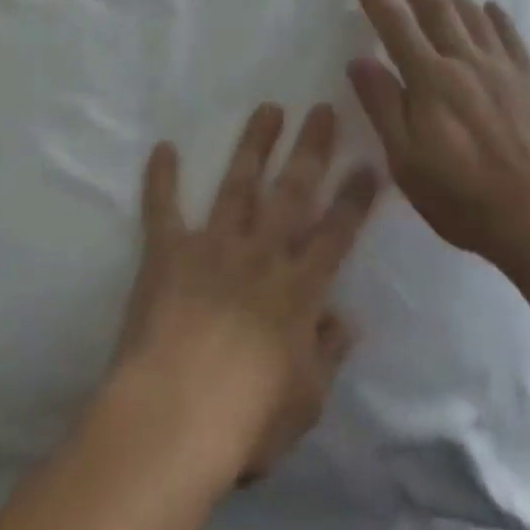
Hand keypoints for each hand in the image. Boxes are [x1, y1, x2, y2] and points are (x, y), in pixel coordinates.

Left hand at [109, 104, 380, 487]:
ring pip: (239, 183)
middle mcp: (262, 253)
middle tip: (322, 109)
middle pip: (293, 190)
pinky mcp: (168, 253)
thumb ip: (328, 355)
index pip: (337, 232)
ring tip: (268, 109)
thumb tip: (345, 320)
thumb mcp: (307, 401)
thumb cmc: (247, 421)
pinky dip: (161, 178)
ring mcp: (214, 246)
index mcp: (299, 288)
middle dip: (311, 148)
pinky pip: (162, 209)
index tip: (369, 164)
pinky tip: (162, 147)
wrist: (173, 418)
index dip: (355, 198)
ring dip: (254, 144)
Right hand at [348, 0, 529, 263]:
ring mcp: (502, 69)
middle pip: (434, 7)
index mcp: (430, 80)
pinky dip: (498, 17)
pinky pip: (511, 39)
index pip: (395, 25)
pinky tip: (490, 4)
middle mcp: (465, 62)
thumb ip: (384, 106)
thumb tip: (359, 59)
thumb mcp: (407, 161)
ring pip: (472, 14)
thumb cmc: (463, 196)